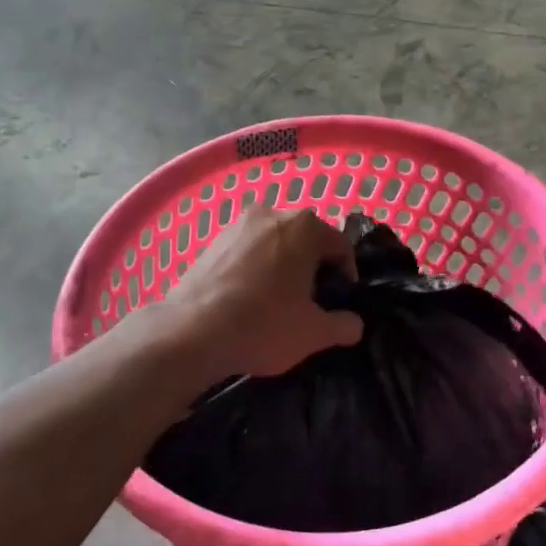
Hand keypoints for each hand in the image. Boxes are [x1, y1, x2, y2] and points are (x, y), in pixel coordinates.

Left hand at [160, 204, 363, 382]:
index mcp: (306, 226)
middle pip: (307, 239)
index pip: (341, 246)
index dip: (346, 275)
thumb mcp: (314, 333)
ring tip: (278, 300)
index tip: (339, 302)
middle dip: (313, 267)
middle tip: (311, 302)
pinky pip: (249, 249)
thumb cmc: (263, 325)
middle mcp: (273, 212)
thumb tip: (355, 324)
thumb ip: (344, 326)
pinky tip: (249, 297)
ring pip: (275, 242)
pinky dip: (256, 267)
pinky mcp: (213, 239)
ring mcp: (239, 223)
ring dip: (284, 265)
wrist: (190, 331)